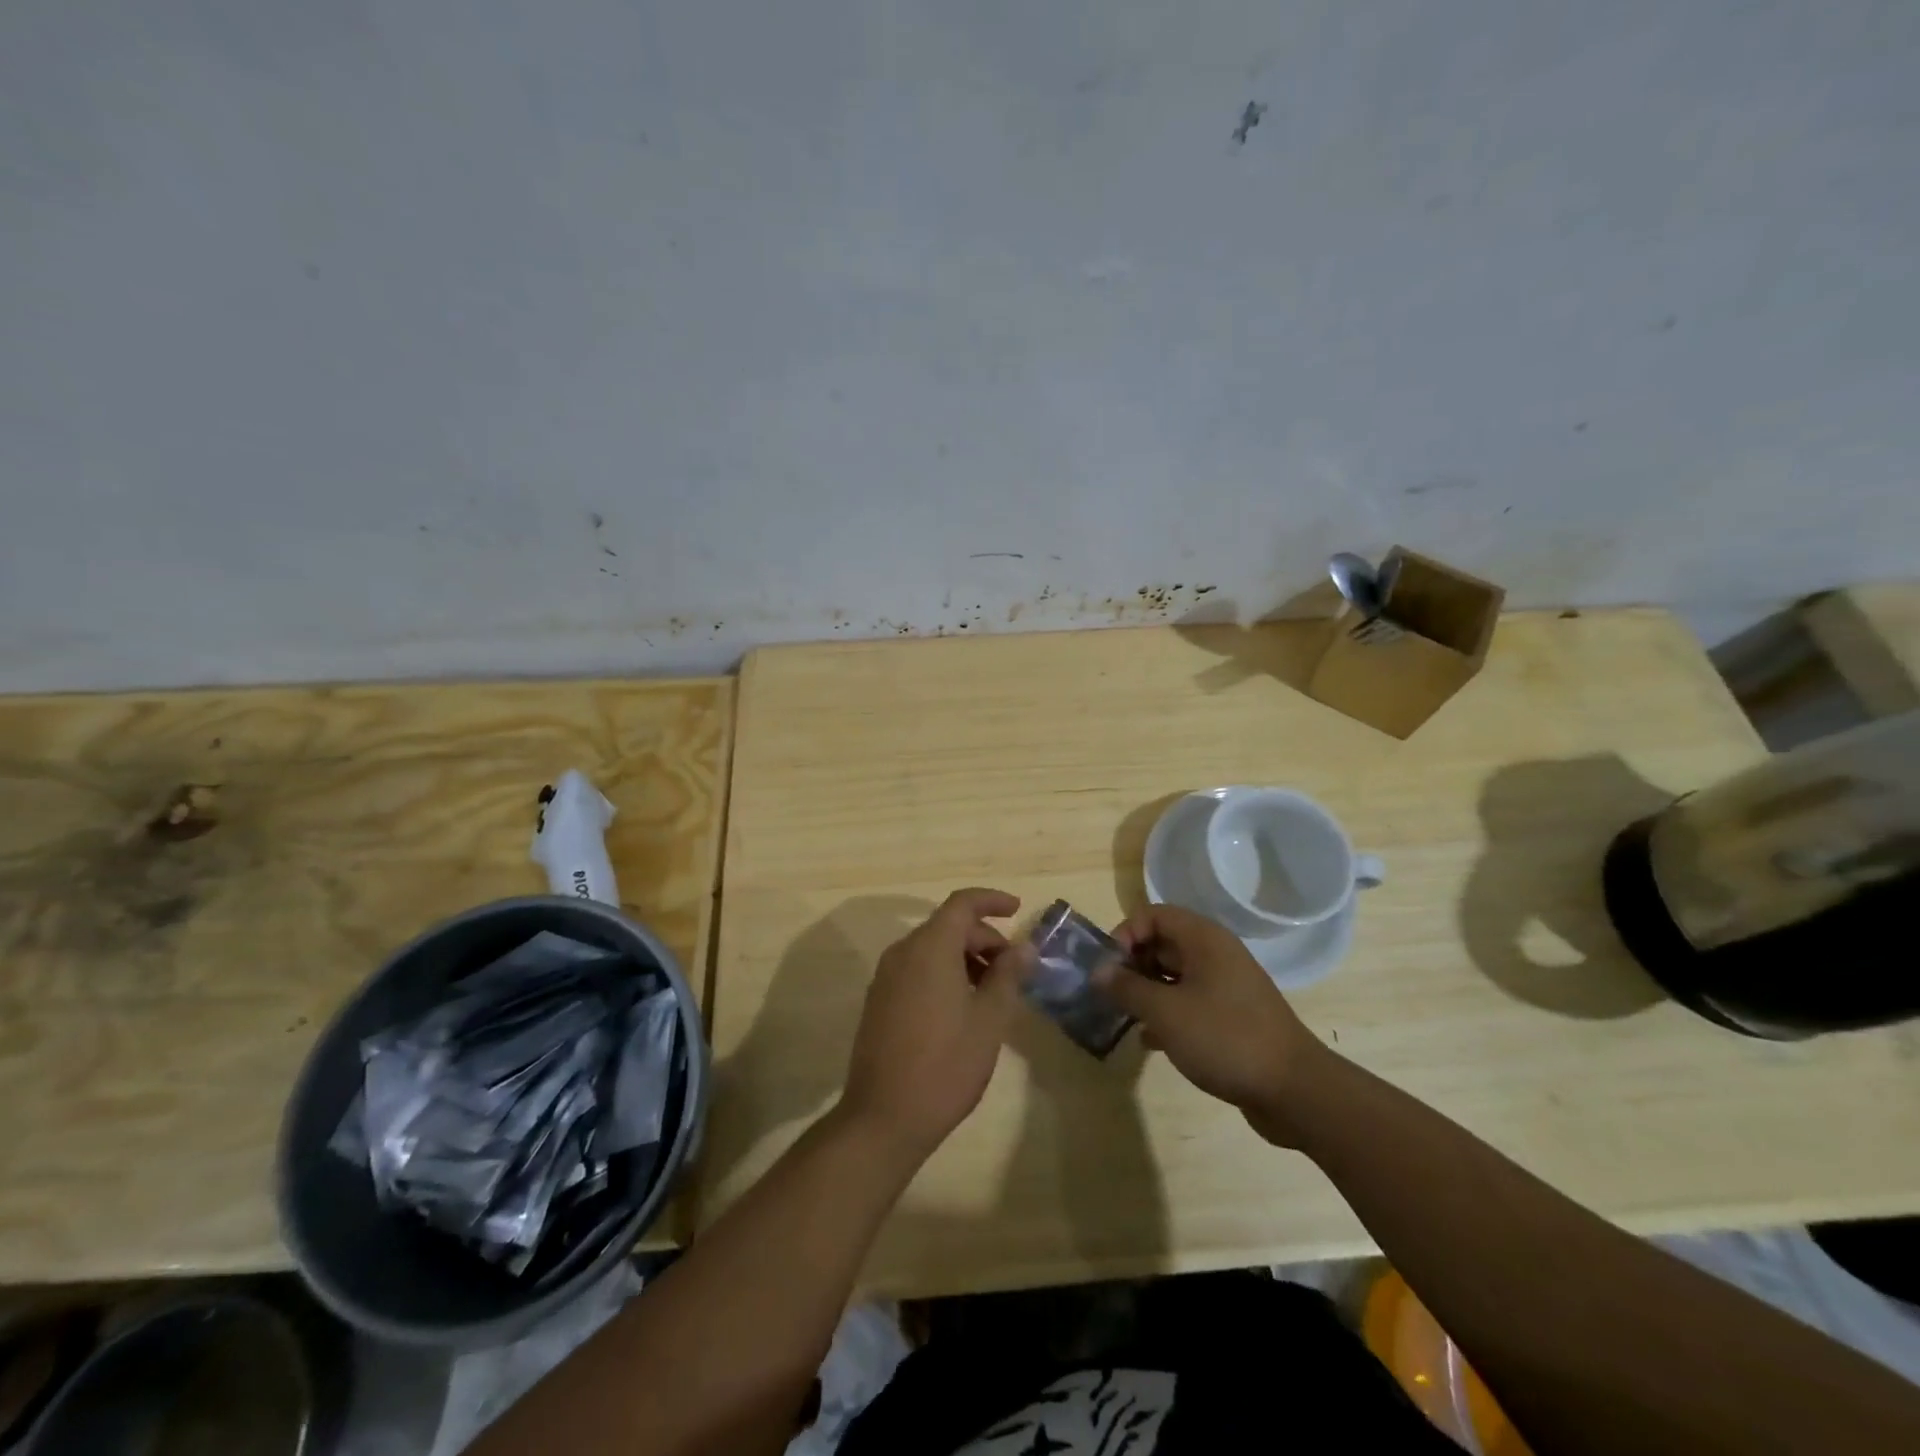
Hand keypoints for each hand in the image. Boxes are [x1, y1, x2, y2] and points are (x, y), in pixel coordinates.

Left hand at [839, 888, 1027, 1161]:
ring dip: (965, 957)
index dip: (992, 900)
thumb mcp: (989, 1020)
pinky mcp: (879, 1001)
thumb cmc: (945, 1065)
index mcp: (930, 948)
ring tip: (993, 992)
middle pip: (948, 926)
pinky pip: (917, 969)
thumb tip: (1023, 948)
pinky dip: (944, 973)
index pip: (962, 904)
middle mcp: (903, 952)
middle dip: (984, 938)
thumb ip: (1008, 976)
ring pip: (932, 949)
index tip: (1018, 909)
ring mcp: (886, 977)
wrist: (883, 1117)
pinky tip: (963, 1007)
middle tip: (1014, 969)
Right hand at [1093, 903, 1329, 1145]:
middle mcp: (1216, 954)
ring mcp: (1226, 986)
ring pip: (1175, 976)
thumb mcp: (1165, 1012)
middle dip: (1132, 965)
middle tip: (1110, 994)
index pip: (1153, 915)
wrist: (1294, 1091)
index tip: (1109, 967)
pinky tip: (1150, 1040)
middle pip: (1163, 943)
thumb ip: (1127, 988)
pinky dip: (1167, 1014)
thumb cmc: (1225, 1038)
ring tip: (1123, 1016)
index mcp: (1204, 939)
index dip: (1126, 934)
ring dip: (1146, 991)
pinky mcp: (1232, 1017)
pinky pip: (1189, 1002)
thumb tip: (1098, 971)